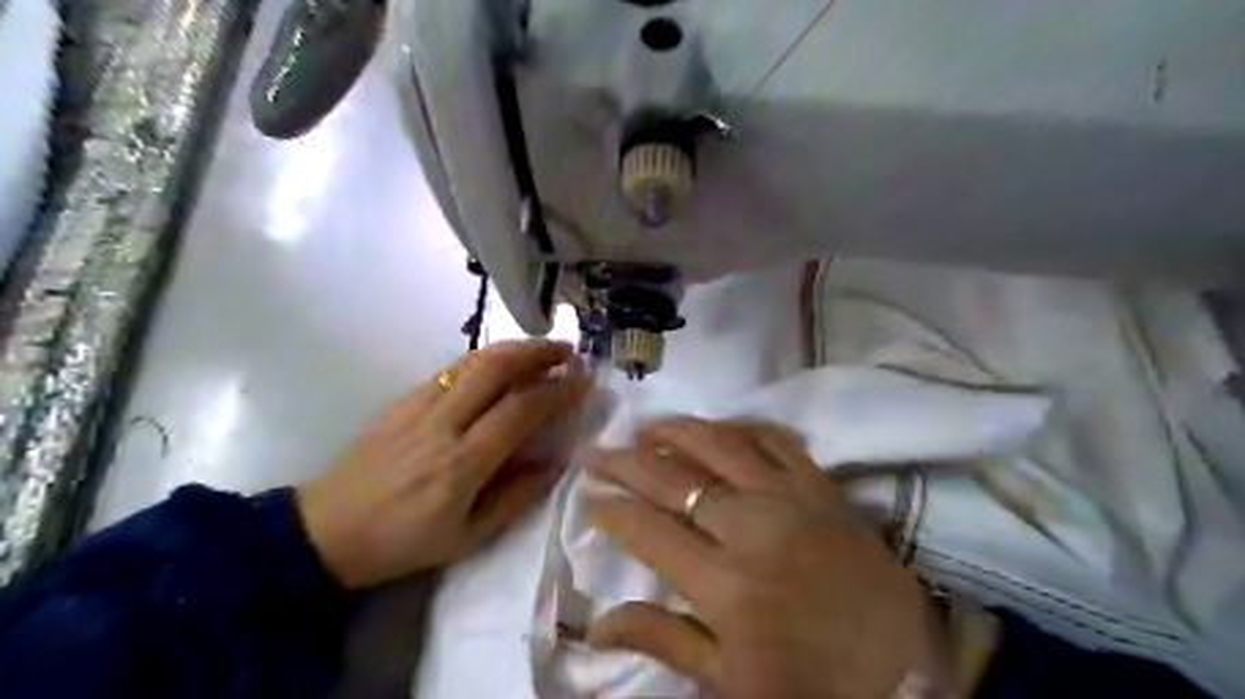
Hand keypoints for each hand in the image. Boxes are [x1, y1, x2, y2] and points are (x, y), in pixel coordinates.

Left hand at [301, 340, 590, 585]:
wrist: (325, 531)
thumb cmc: (403, 543)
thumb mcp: (467, 539)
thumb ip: (516, 497)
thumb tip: (555, 462)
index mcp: (462, 464)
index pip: (520, 410)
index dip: (557, 390)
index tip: (583, 378)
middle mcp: (442, 424)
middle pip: (497, 369)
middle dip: (539, 353)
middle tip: (568, 351)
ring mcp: (418, 405)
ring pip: (473, 361)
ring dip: (514, 348)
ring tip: (542, 348)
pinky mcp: (402, 399)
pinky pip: (451, 368)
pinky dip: (484, 357)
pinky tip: (499, 362)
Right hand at [589, 420, 950, 698]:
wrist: (906, 668)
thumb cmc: (811, 681)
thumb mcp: (729, 681)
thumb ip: (663, 640)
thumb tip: (595, 625)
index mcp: (724, 583)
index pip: (648, 529)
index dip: (611, 510)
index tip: (588, 500)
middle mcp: (751, 527)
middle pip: (673, 478)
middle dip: (625, 461)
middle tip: (596, 452)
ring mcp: (790, 497)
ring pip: (719, 444)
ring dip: (675, 431)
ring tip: (645, 429)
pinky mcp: (822, 485)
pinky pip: (775, 439)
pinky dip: (741, 426)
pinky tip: (718, 426)